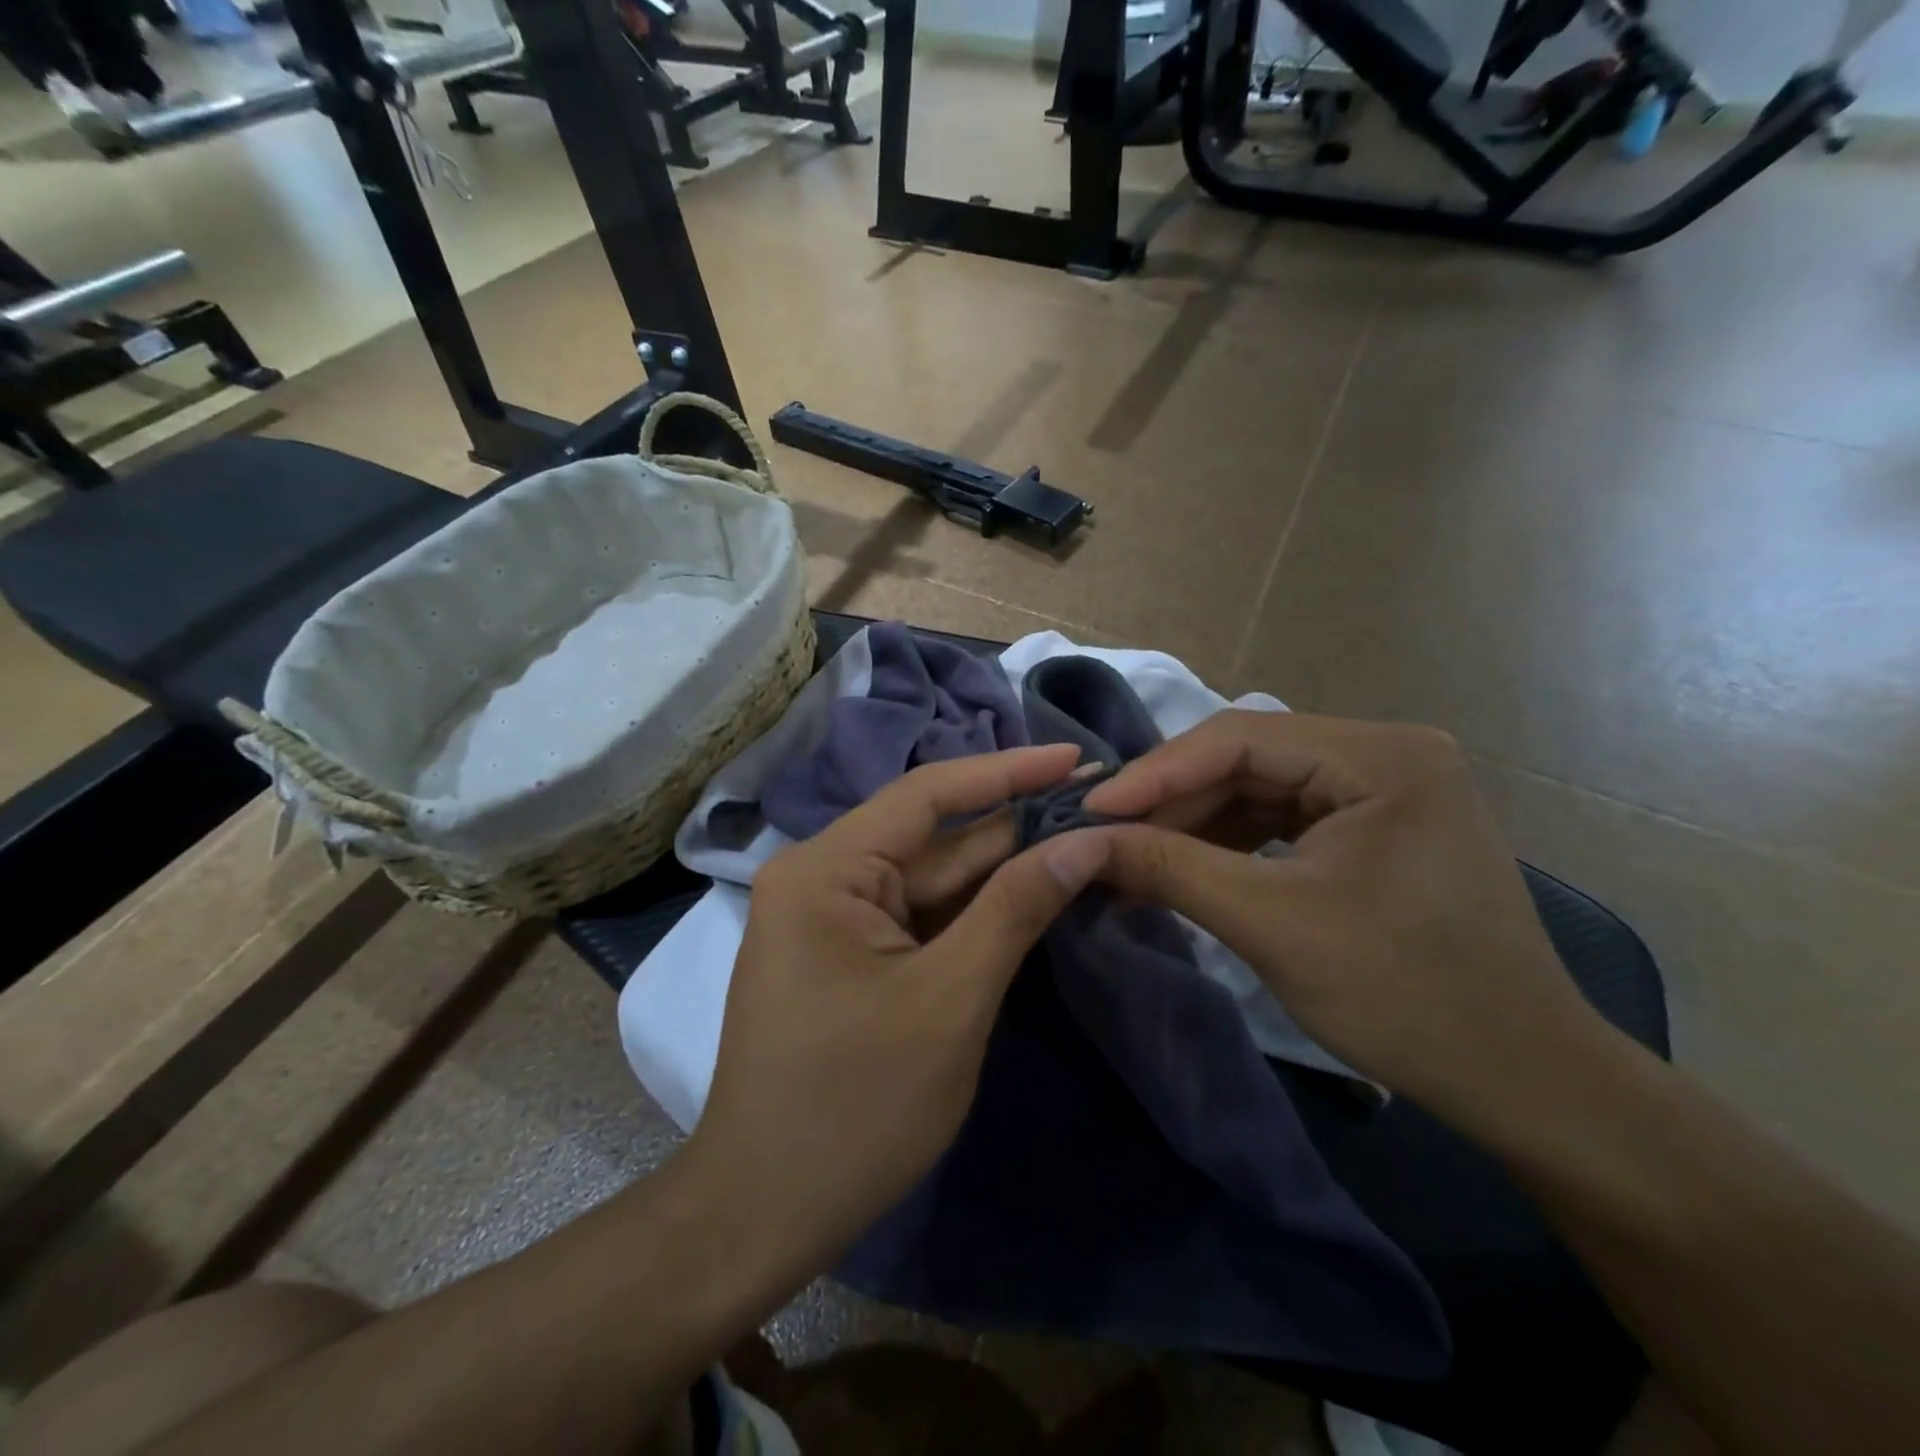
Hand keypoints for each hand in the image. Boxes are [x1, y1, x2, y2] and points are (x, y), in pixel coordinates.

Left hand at [682, 745, 1109, 1276]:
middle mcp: (821, 876)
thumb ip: (1016, 908)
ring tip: (1080, 841)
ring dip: (1000, 870)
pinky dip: (972, 912)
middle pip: (934, 839)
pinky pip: (918, 917)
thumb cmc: (855, 1107)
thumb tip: (1086, 839)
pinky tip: (1030, 895)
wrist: (763, 1213)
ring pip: (930, 880)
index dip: (1008, 771)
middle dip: (1015, 827)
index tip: (1076, 758)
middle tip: (1098, 808)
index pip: (928, 795)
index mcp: (826, 869)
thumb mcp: (951, 1000)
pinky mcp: (846, 954)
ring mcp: (831, 918)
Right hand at [1081, 713, 1612, 1134]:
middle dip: (1173, 801)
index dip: (1156, 773)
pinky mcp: (1376, 828)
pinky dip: (1229, 844)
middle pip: (1249, 760)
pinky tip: (1185, 869)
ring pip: (1260, 789)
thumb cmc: (1405, 995)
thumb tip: (1080, 843)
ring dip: (1194, 823)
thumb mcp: (1271, 924)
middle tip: (1105, 836)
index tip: (1090, 810)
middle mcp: (1386, 754)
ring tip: (1133, 857)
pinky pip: (1283, 819)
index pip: (1240, 738)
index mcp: (1382, 757)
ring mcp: (1384, 790)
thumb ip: (1169, 869)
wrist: (1523, 1081)